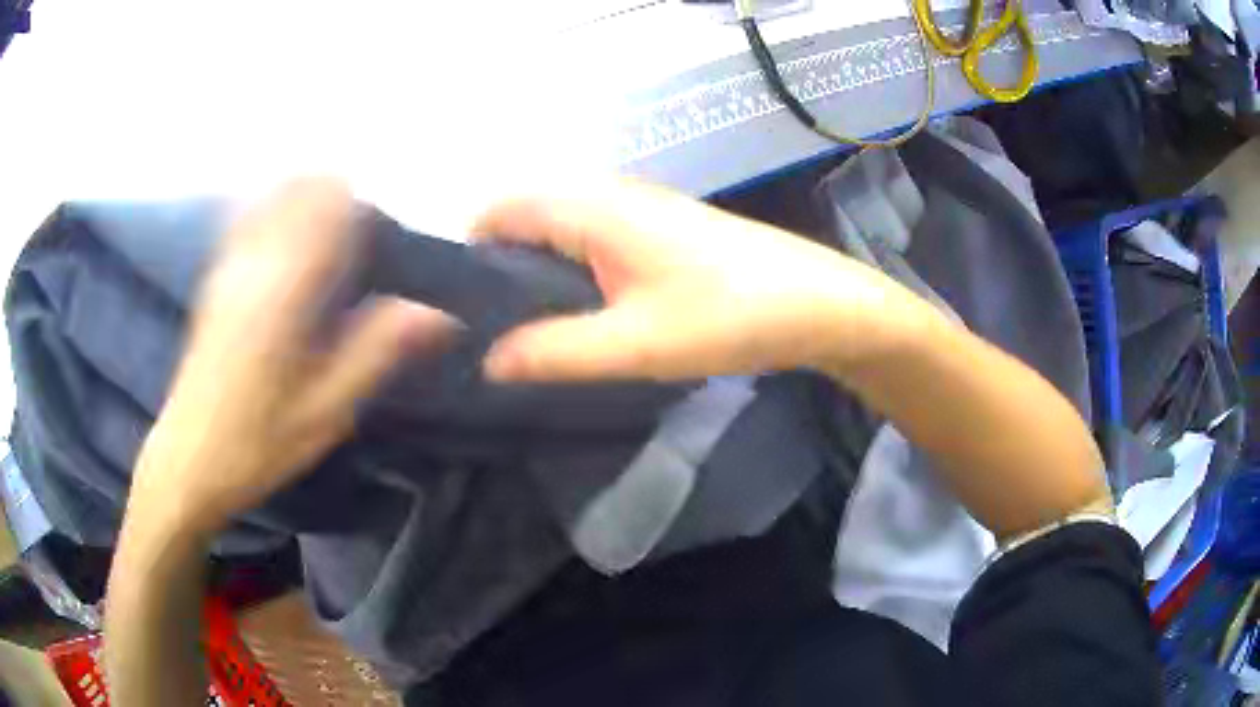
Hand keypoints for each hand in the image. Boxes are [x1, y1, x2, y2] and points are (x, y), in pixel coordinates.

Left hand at [130, 179, 455, 536]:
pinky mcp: (215, 280)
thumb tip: (439, 314)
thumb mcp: (326, 412)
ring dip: (307, 199)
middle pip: (300, 189)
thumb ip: (376, 352)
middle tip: (358, 236)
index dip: (361, 204)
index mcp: (283, 293)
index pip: (328, 207)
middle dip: (336, 196)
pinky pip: (248, 219)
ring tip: (329, 233)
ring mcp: (228, 268)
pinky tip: (289, 239)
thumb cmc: (258, 444)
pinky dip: (275, 211)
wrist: (187, 459)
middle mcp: (253, 264)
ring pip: (273, 197)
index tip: (382, 229)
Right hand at [475, 180, 932, 382]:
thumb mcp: (633, 343)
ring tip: (530, 333)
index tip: (460, 310)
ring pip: (559, 231)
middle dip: (498, 270)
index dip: (469, 252)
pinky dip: (571, 273)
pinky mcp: (658, 230)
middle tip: (491, 332)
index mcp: (591, 208)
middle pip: (525, 218)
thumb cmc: (727, 316)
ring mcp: (636, 210)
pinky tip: (582, 316)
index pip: (499, 209)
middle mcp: (607, 195)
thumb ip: (553, 351)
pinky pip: (590, 241)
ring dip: (536, 275)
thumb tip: (488, 360)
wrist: (816, 303)